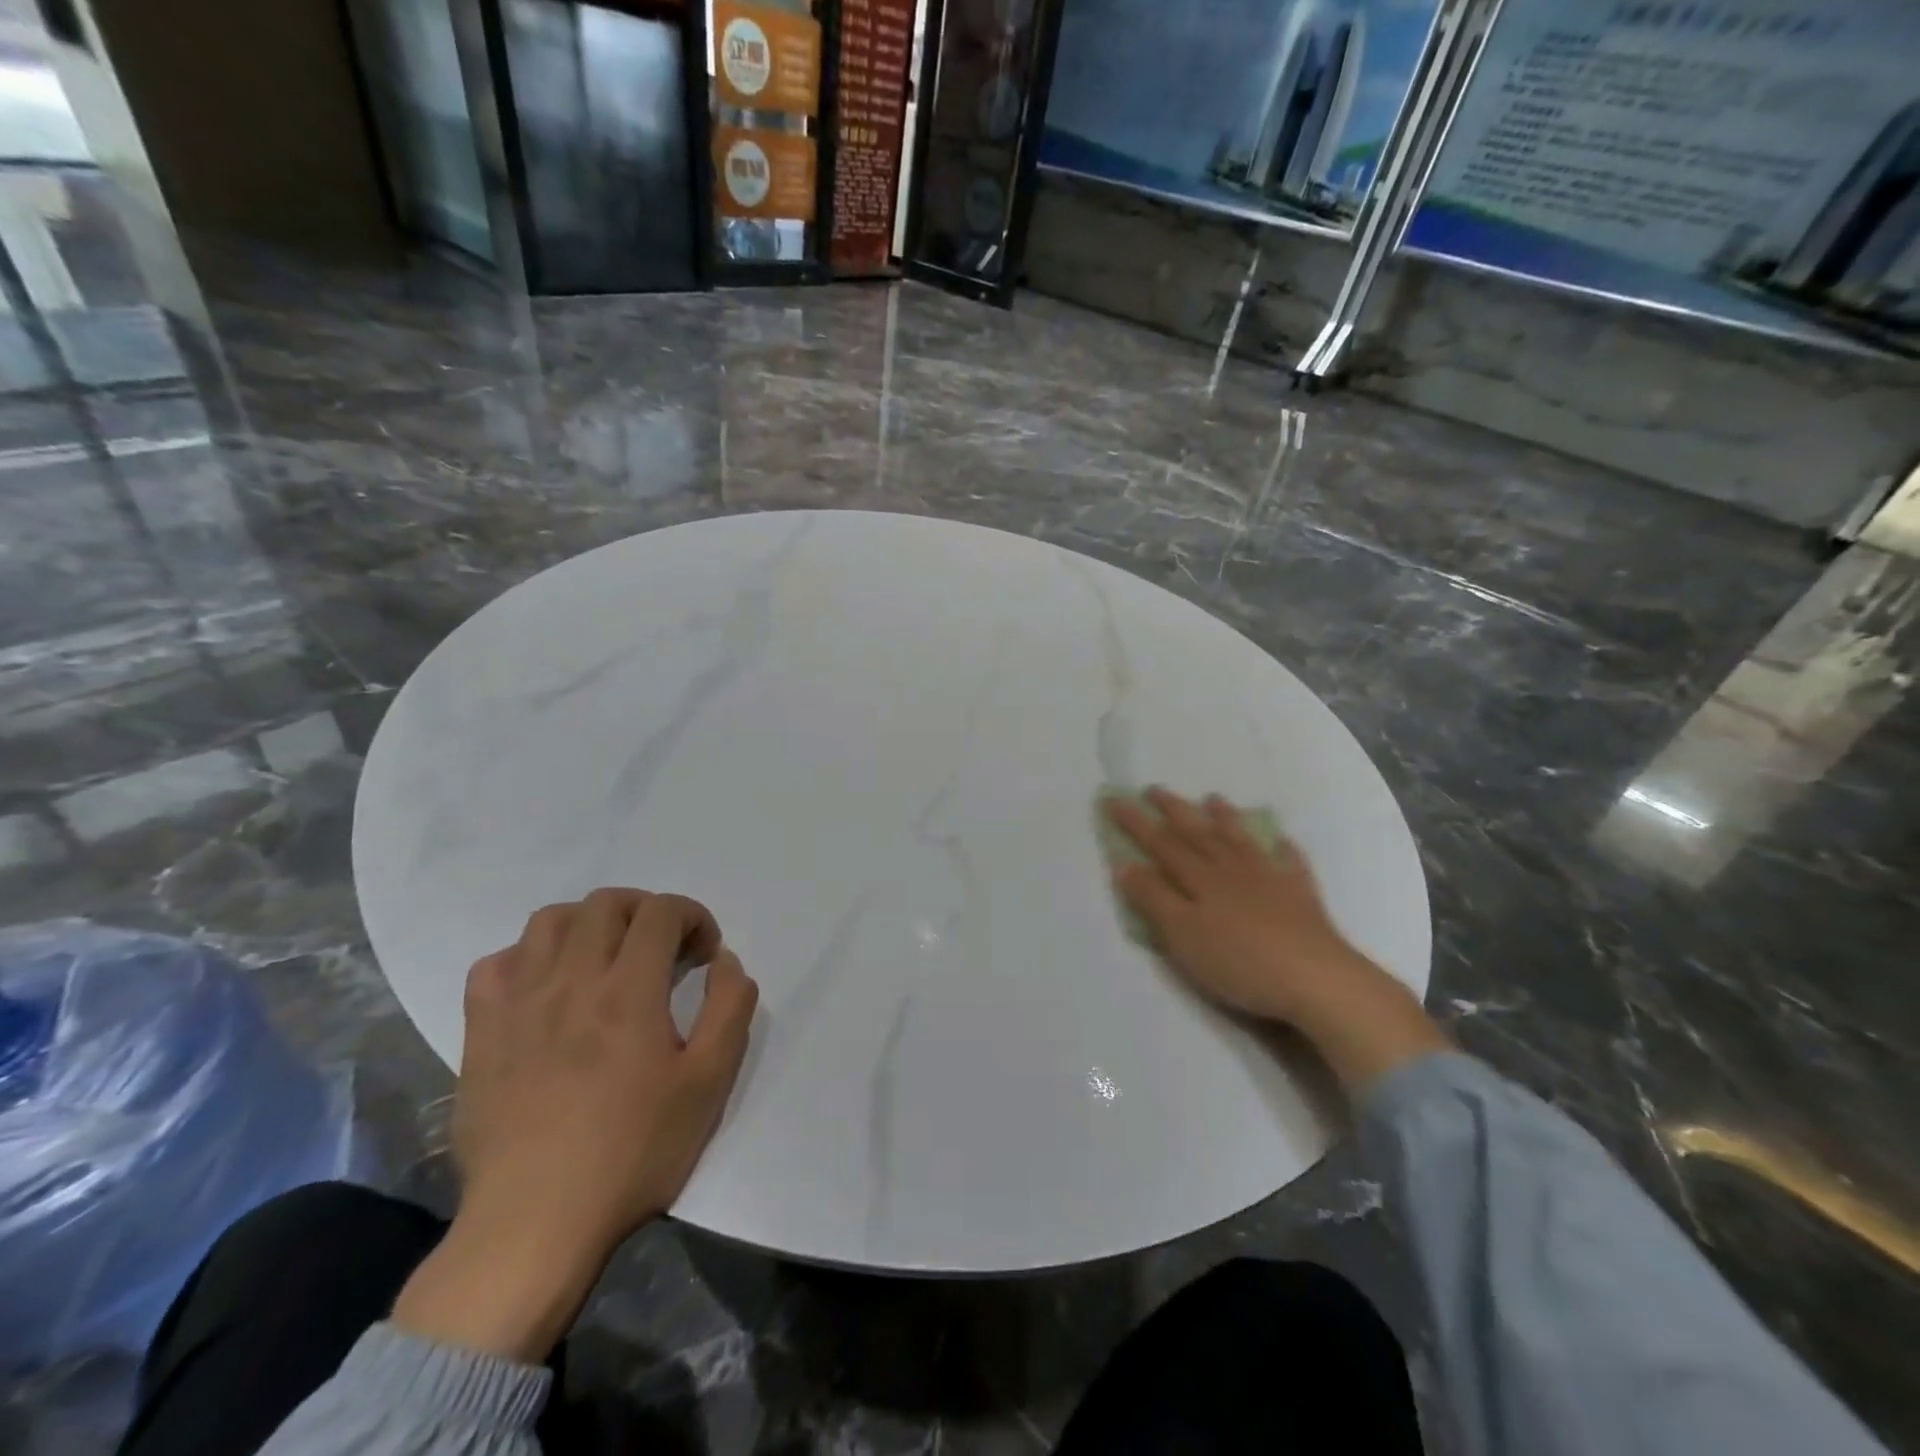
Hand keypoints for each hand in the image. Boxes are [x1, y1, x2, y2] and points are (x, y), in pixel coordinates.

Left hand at [392, 888, 757, 1361]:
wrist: (535, 1223)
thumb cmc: (633, 1151)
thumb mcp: (709, 1083)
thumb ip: (730, 1008)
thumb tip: (725, 961)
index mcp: (629, 989)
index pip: (661, 911)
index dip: (692, 917)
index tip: (704, 953)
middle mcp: (571, 980)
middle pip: (606, 903)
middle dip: (646, 911)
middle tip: (663, 949)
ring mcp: (519, 1003)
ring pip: (549, 920)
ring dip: (588, 924)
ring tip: (606, 957)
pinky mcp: (481, 1032)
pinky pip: (495, 964)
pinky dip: (527, 958)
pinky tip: (546, 988)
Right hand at [1106, 788, 1445, 1090]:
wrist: (1315, 979)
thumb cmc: (1239, 961)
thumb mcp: (1181, 935)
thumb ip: (1153, 899)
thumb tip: (1126, 864)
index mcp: (1199, 878)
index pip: (1160, 843)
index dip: (1135, 822)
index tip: (1113, 798)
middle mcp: (1231, 869)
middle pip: (1197, 833)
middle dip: (1173, 810)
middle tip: (1155, 789)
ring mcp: (1269, 878)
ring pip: (1240, 840)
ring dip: (1224, 818)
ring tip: (1213, 798)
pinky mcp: (1300, 896)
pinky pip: (1290, 863)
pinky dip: (1283, 849)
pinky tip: (1282, 841)